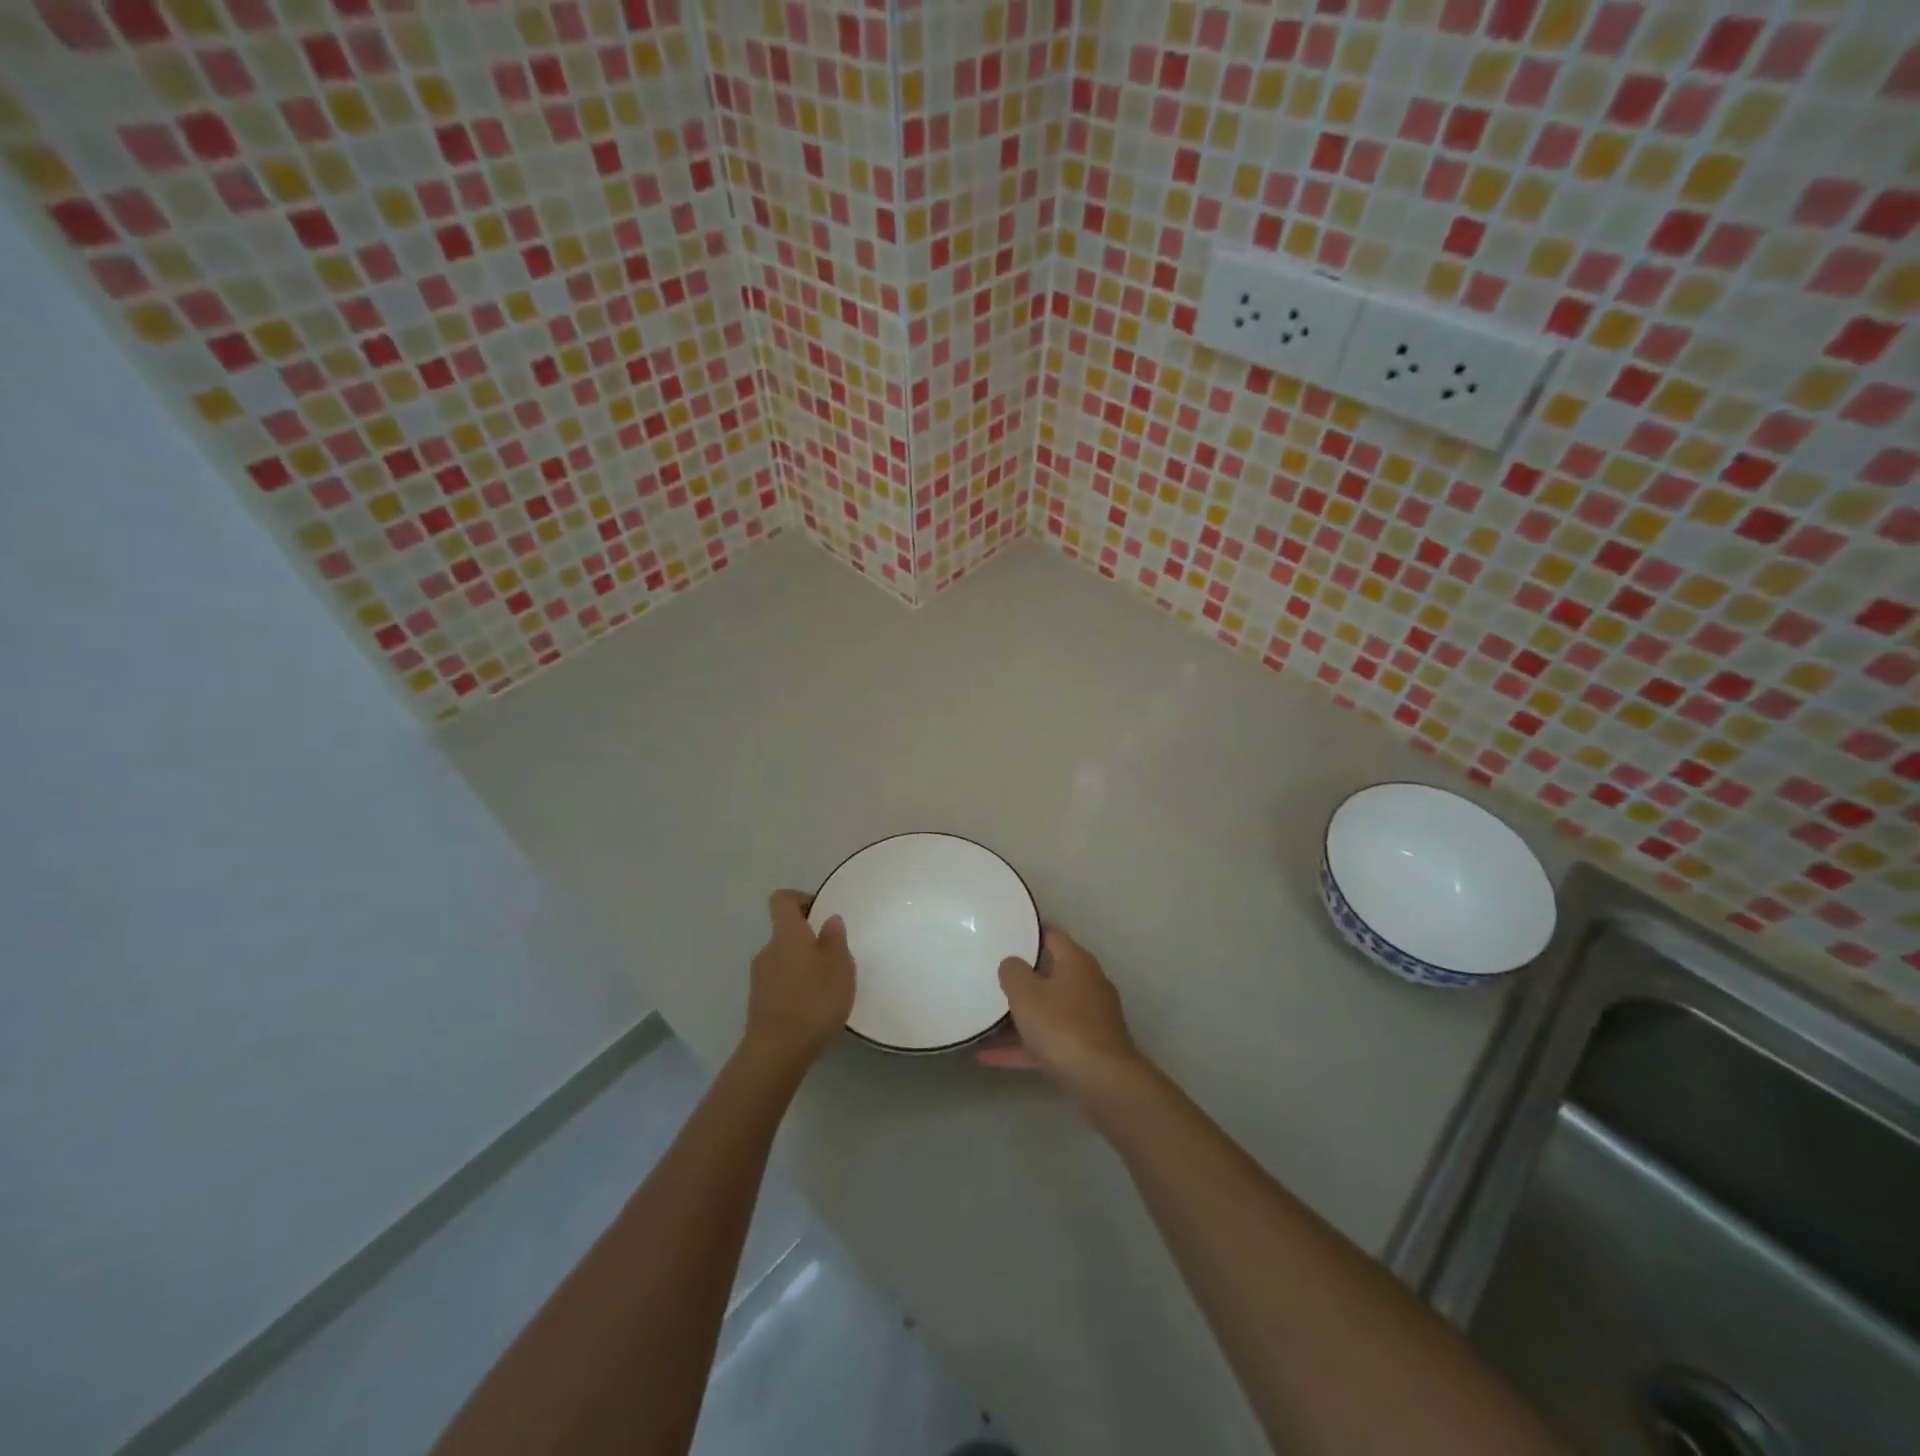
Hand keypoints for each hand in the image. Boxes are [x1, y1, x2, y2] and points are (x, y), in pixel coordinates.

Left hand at [743, 890, 854, 1073]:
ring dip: (802, 966)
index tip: (822, 913)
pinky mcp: (759, 1004)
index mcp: (786, 934)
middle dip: (808, 940)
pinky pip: (779, 984)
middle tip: (834, 957)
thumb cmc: (814, 1000)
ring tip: (827, 986)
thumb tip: (829, 920)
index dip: (801, 900)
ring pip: (783, 960)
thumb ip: (835, 939)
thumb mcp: (839, 966)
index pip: (782, 900)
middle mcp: (767, 951)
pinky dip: (795, 988)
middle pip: (785, 933)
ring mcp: (759, 979)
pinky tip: (813, 1008)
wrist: (777, 1052)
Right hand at [991, 928, 1150, 1108]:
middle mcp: (1087, 984)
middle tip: (990, 977)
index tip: (1005, 934)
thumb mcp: (1026, 994)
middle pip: (1049, 974)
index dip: (1028, 932)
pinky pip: (1048, 1041)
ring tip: (984, 1021)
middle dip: (1021, 979)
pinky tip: (988, 1057)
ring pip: (1047, 1011)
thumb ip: (1013, 972)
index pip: (1051, 935)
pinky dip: (1022, 1046)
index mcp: (1077, 962)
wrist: (1104, 1082)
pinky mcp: (1086, 1049)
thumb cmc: (1063, 1026)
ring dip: (1018, 1018)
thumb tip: (1012, 964)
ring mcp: (1089, 1019)